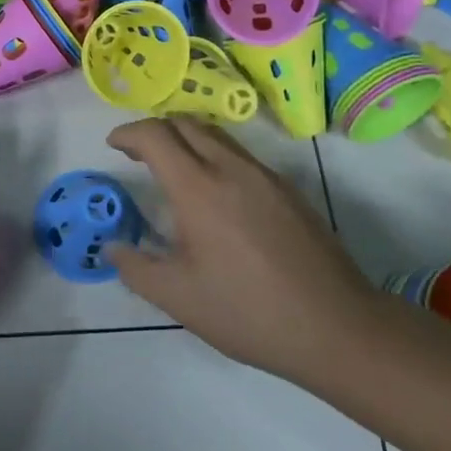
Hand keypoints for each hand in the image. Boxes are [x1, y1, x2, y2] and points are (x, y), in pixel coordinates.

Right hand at [105, 118, 383, 384]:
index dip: (128, 133)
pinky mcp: (288, 189)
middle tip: (138, 154)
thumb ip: (136, 268)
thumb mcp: (179, 299)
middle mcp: (231, 168)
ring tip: (173, 170)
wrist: (338, 327)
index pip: (155, 135)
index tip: (113, 146)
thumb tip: (113, 247)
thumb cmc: (249, 312)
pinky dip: (214, 156)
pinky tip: (216, 195)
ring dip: (186, 140)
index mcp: (198, 188)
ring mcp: (265, 176)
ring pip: (216, 135)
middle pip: (185, 123)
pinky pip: (241, 155)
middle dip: (155, 130)